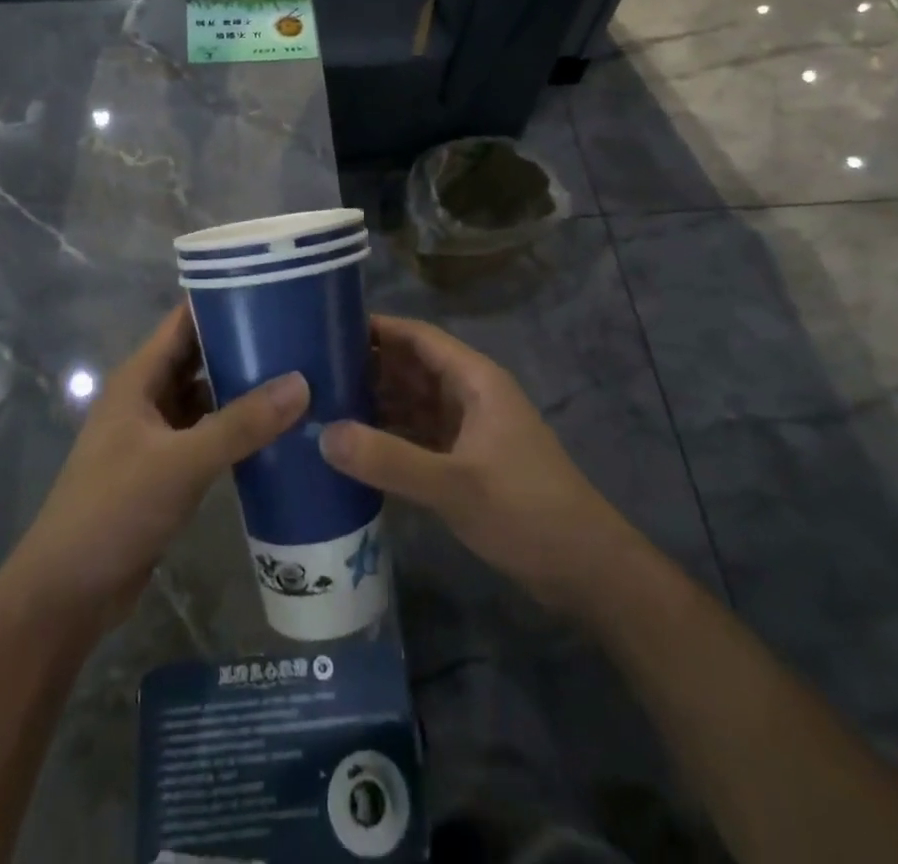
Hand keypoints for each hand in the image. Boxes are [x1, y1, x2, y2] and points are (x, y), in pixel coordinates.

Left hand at [6, 304, 308, 633]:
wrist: (67, 594)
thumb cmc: (114, 510)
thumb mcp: (181, 462)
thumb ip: (241, 424)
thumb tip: (302, 382)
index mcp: (139, 378)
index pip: (185, 321)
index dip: (224, 300)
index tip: (275, 289)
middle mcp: (147, 397)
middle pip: (200, 356)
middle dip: (244, 344)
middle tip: (301, 334)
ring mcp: (156, 435)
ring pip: (207, 397)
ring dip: (244, 389)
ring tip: (301, 375)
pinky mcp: (167, 469)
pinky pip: (208, 434)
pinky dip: (237, 429)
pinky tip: (278, 431)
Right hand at [321, 314, 626, 614]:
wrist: (586, 570)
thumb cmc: (526, 511)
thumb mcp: (454, 485)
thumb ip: (389, 459)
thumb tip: (323, 434)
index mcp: (474, 380)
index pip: (418, 337)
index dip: (377, 327)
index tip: (327, 327)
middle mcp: (469, 396)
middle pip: (411, 367)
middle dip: (367, 366)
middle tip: (312, 372)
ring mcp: (468, 430)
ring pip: (412, 402)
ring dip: (375, 403)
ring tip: (322, 405)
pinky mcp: (465, 462)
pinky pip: (417, 436)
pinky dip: (389, 436)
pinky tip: (353, 447)